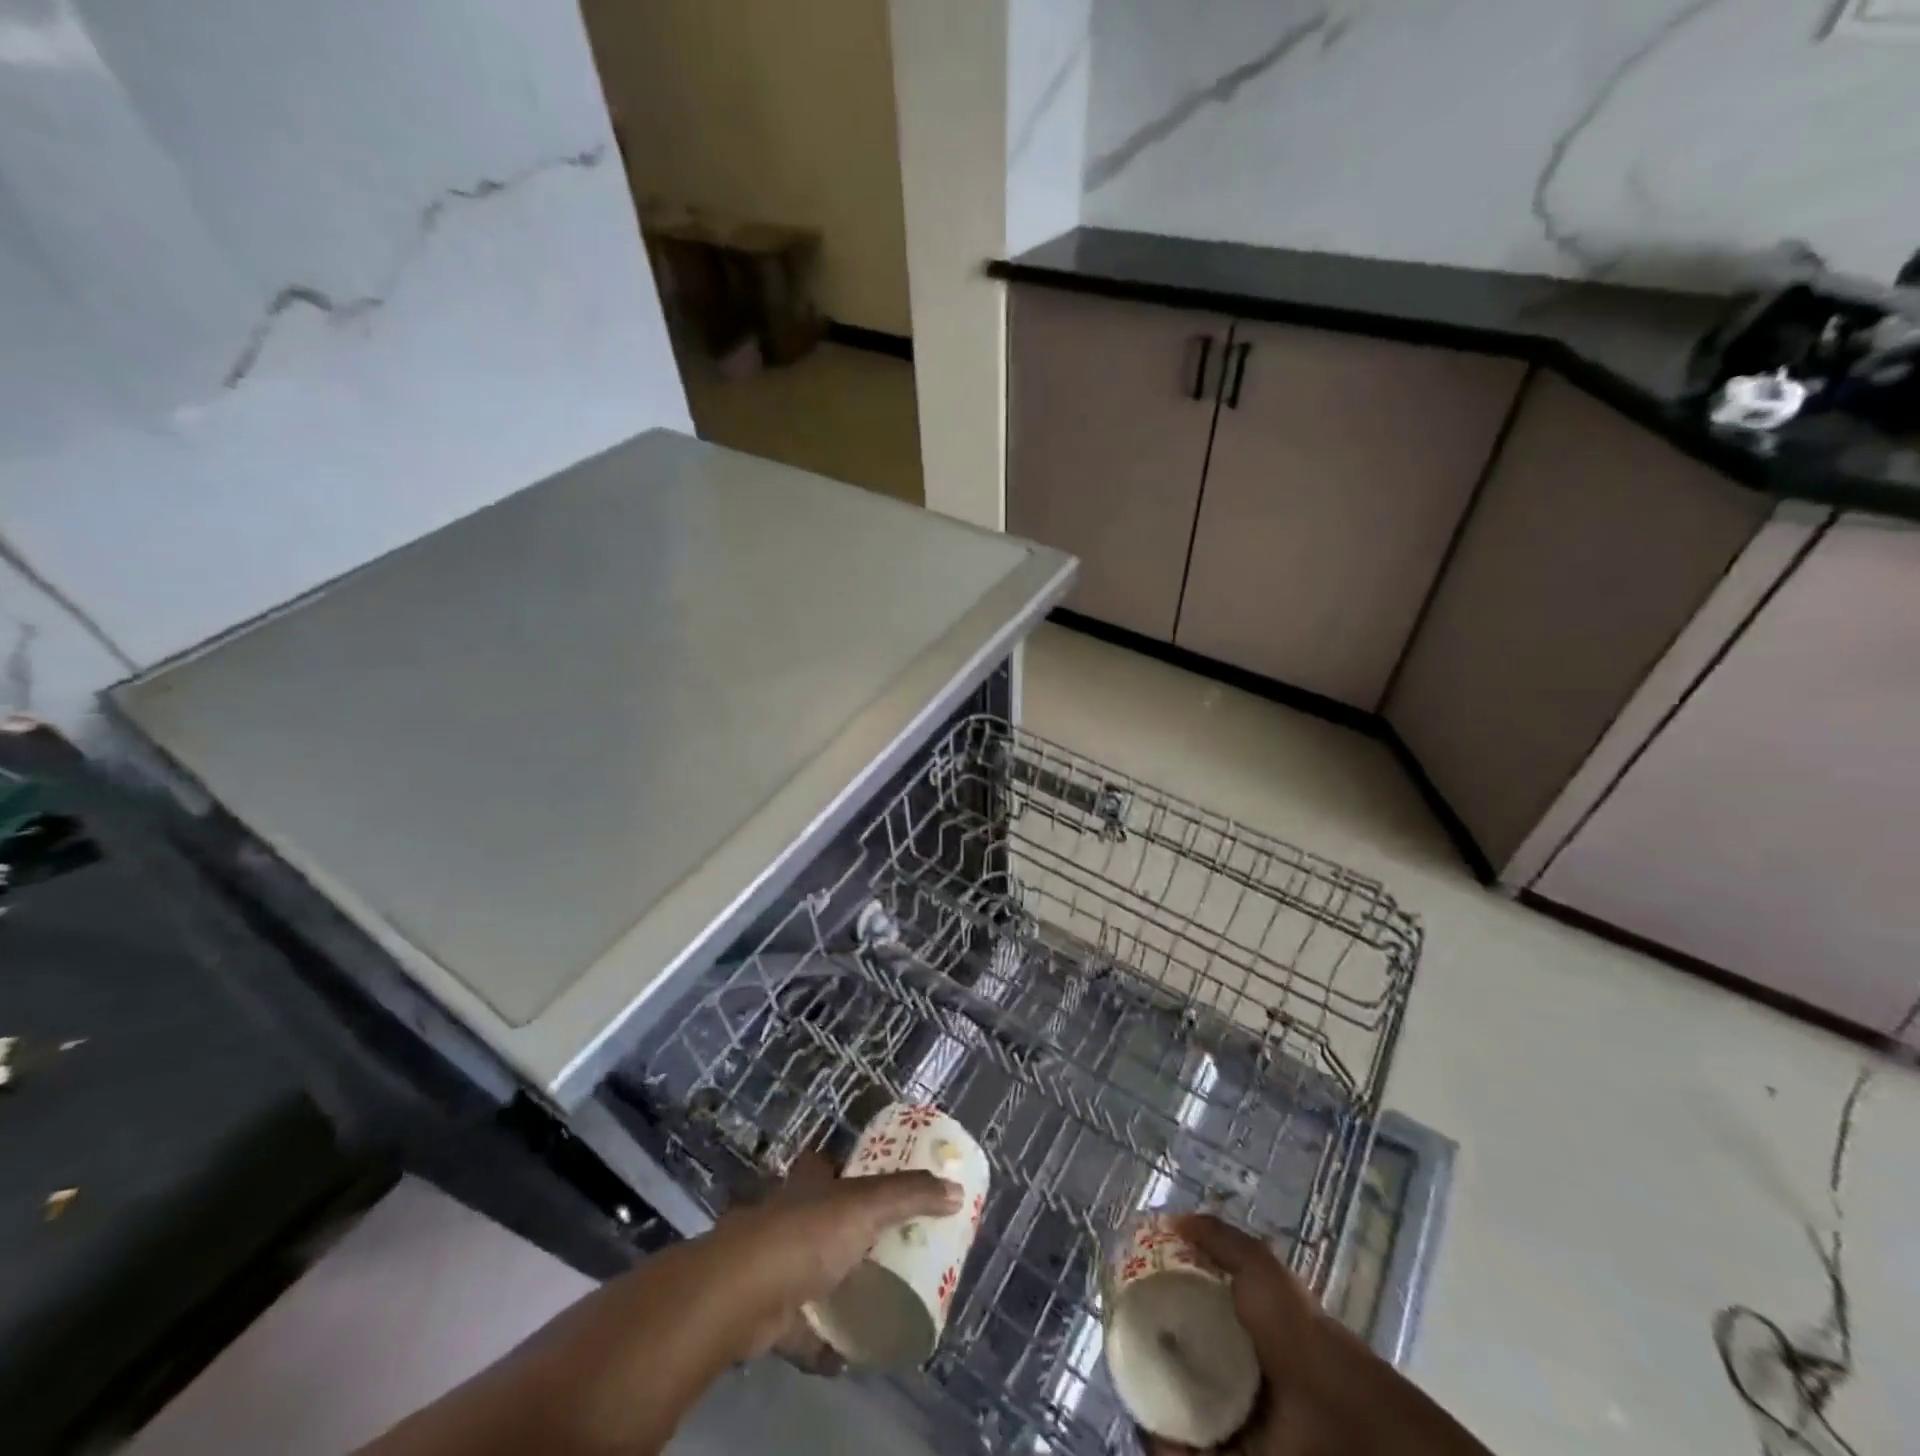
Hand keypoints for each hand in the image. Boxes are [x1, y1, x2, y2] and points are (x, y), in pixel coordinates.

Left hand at [706, 1151, 960, 1367]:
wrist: (741, 1295)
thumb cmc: (806, 1233)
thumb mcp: (866, 1205)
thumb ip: (911, 1195)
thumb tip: (956, 1191)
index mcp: (810, 1183)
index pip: (827, 1164)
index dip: (846, 1167)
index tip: (877, 1183)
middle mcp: (790, 1216)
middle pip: (822, 1218)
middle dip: (848, 1233)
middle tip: (888, 1247)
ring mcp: (775, 1266)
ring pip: (811, 1273)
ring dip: (835, 1288)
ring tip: (874, 1301)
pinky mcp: (768, 1315)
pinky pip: (802, 1330)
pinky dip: (822, 1343)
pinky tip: (847, 1355)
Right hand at [1146, 1216, 1492, 1455]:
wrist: (1342, 1421)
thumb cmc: (1300, 1336)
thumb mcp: (1262, 1270)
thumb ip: (1222, 1239)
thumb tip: (1172, 1218)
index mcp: (1244, 1326)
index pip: (1191, 1306)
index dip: (1161, 1296)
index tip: (1130, 1289)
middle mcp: (1236, 1368)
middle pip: (1181, 1353)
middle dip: (1150, 1347)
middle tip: (1121, 1335)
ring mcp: (1234, 1416)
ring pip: (1178, 1403)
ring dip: (1151, 1395)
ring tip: (1125, 1378)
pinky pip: (1184, 1447)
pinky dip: (1163, 1442)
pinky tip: (1145, 1422)